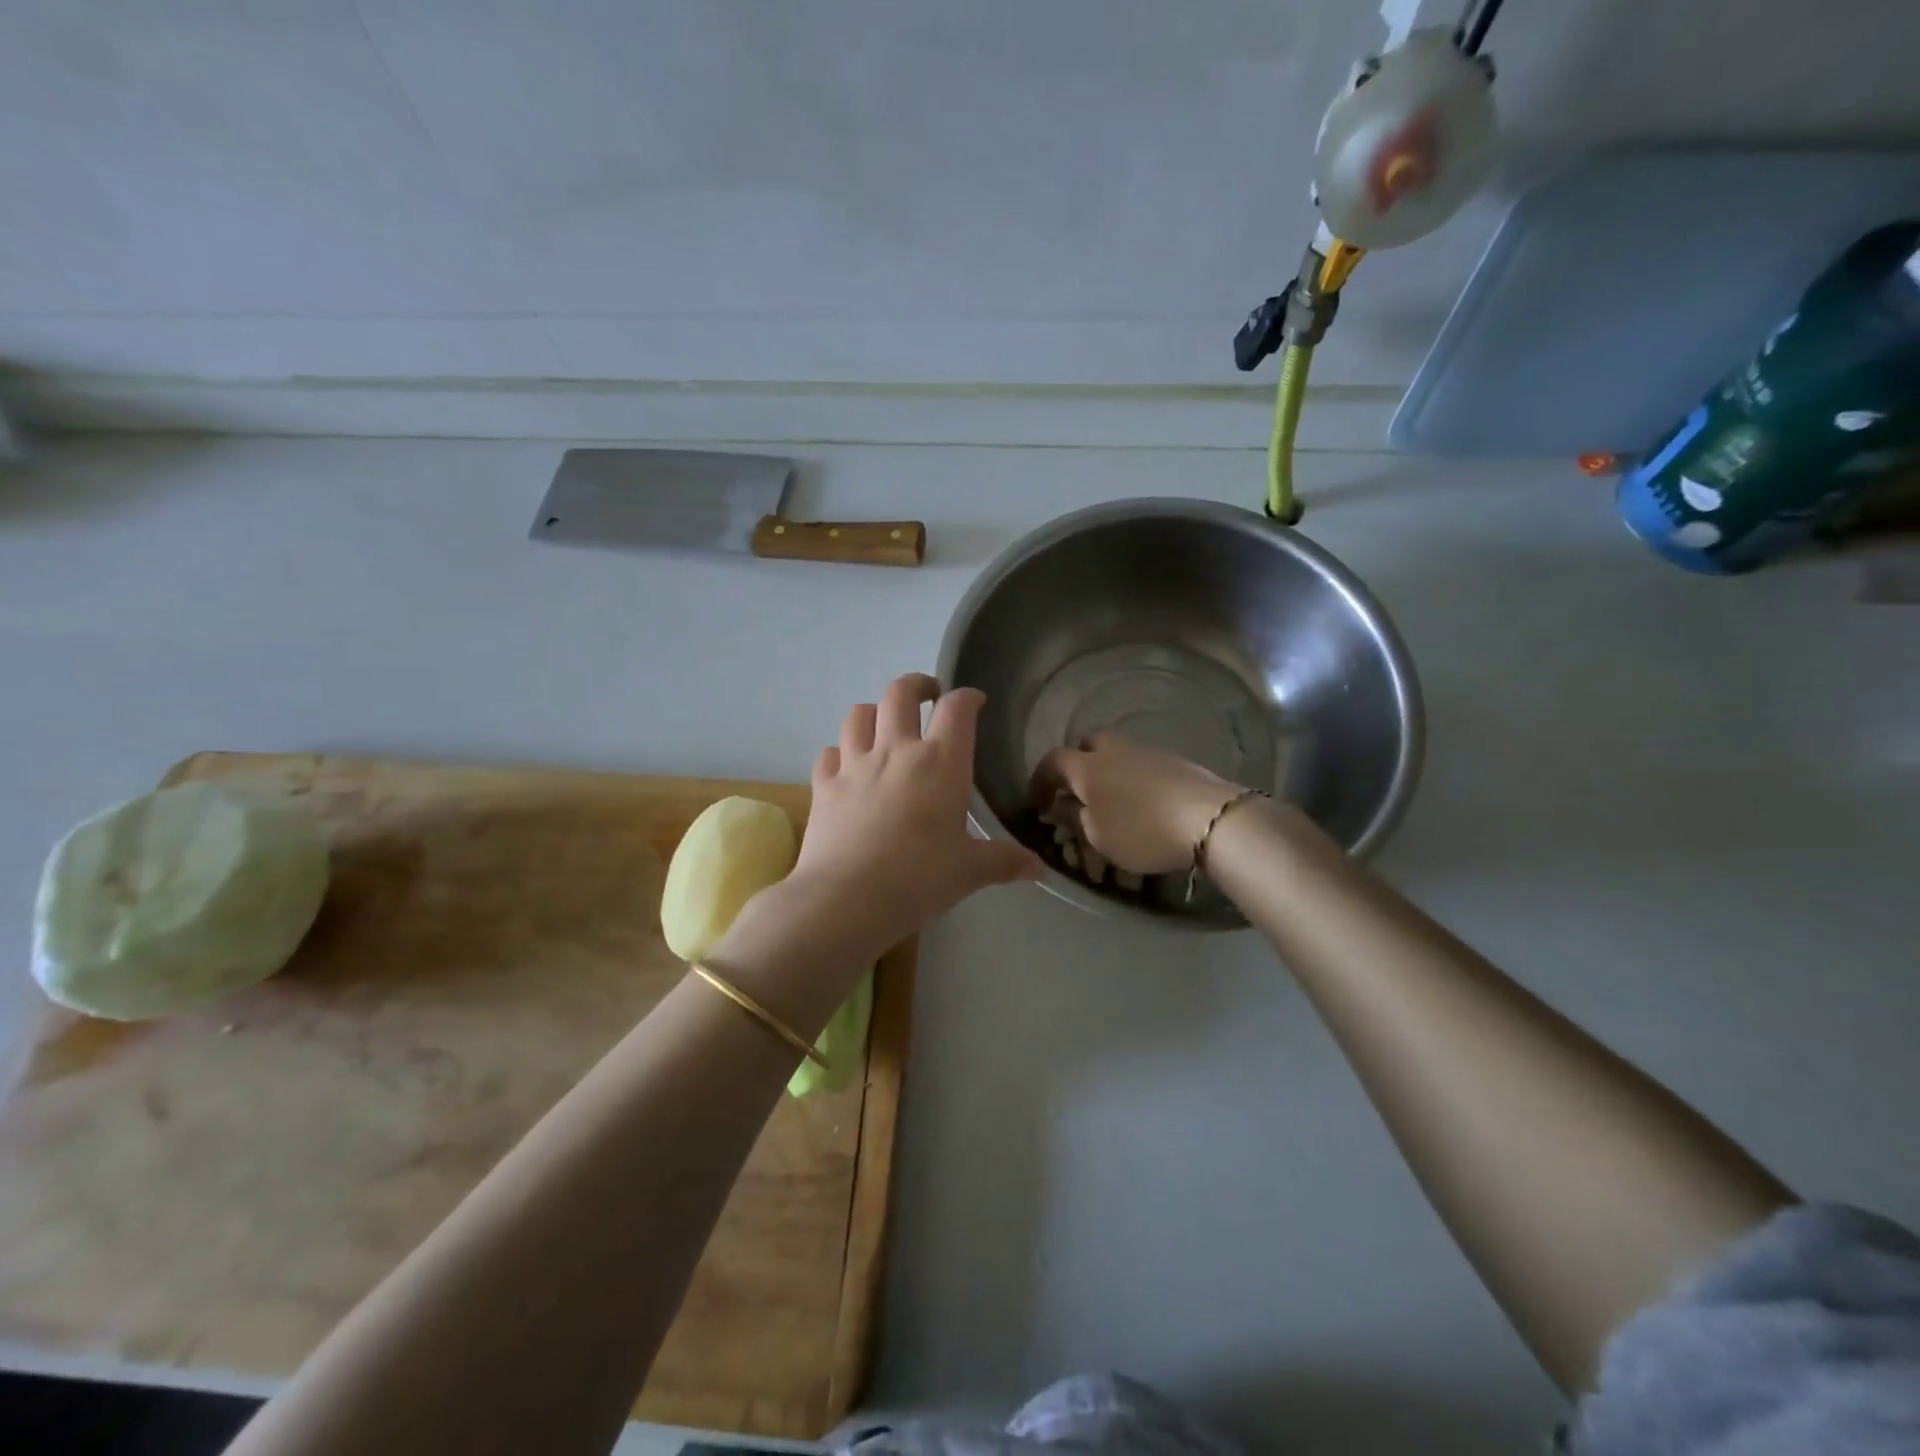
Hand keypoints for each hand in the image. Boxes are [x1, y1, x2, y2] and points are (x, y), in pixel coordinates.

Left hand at [783, 674, 1041, 954]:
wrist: (846, 899)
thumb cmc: (919, 880)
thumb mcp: (969, 872)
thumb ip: (1004, 862)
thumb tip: (1038, 868)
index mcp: (940, 762)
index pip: (957, 709)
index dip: (968, 697)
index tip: (975, 702)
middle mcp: (896, 751)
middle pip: (900, 692)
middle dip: (917, 685)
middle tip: (928, 696)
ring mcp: (854, 765)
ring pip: (858, 714)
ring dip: (874, 712)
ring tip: (884, 725)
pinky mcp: (824, 786)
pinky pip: (829, 753)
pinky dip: (839, 753)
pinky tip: (846, 766)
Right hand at [1033, 735, 1242, 874]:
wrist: (1209, 819)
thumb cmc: (1141, 831)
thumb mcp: (1097, 836)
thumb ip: (1074, 817)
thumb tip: (1060, 805)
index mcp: (1086, 766)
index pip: (1052, 762)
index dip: (1039, 781)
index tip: (1036, 803)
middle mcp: (1113, 749)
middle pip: (1086, 746)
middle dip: (1076, 765)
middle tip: (1076, 793)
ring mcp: (1146, 751)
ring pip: (1116, 753)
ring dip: (1107, 772)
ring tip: (1111, 801)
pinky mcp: (1174, 760)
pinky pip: (1141, 764)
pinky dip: (1132, 778)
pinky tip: (1142, 802)